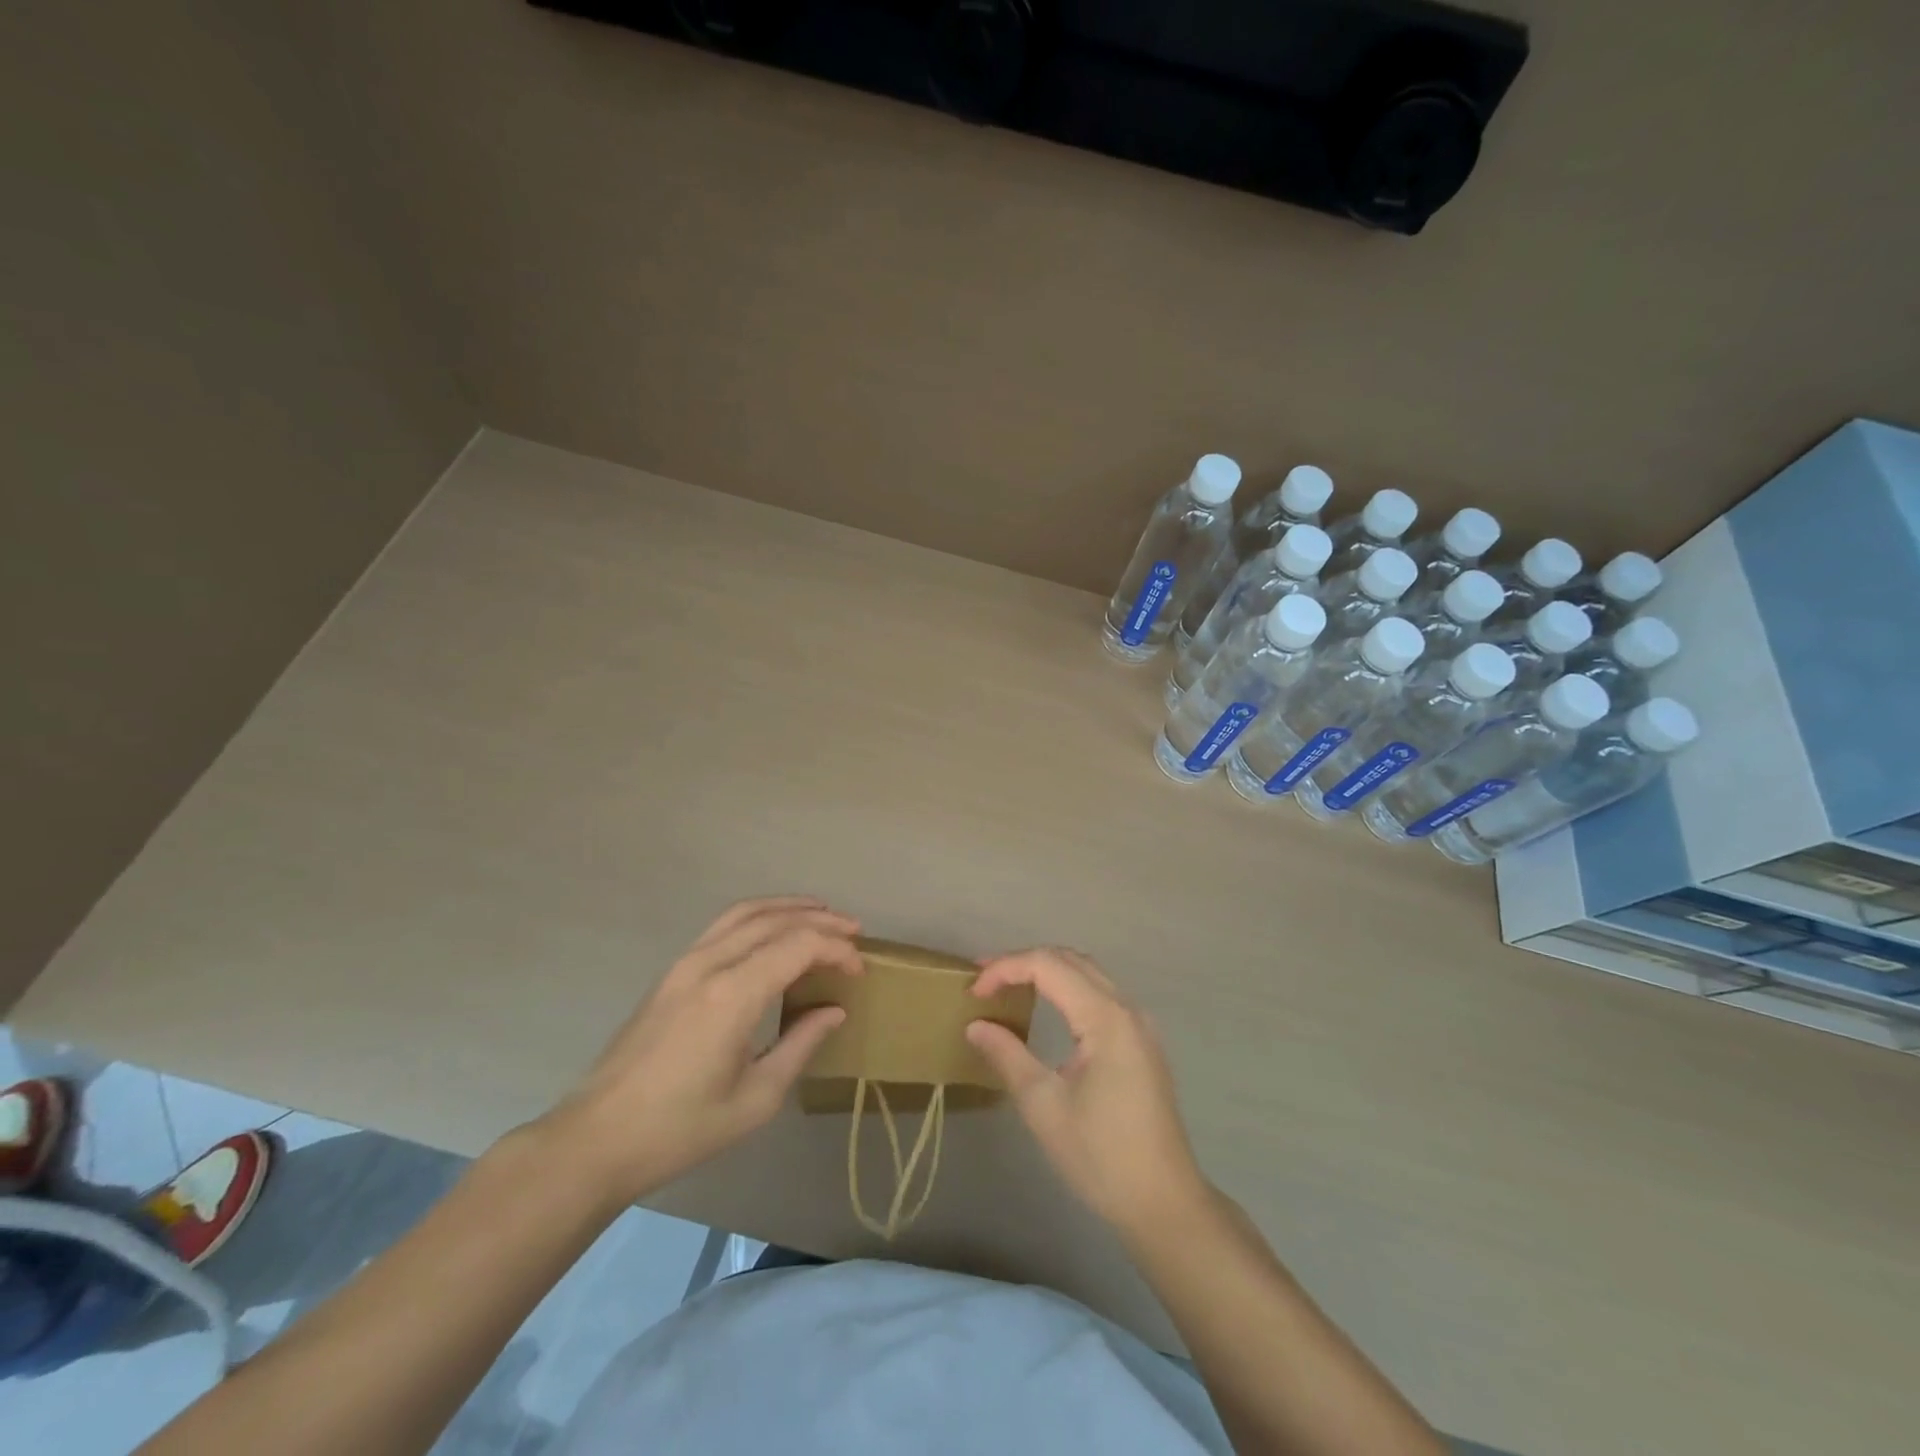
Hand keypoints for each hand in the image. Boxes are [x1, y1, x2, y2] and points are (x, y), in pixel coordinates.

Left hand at [545, 897, 862, 1203]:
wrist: (597, 1139)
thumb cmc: (680, 1129)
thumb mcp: (756, 1099)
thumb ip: (800, 1045)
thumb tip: (834, 1011)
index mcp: (733, 995)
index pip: (798, 946)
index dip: (836, 950)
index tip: (860, 970)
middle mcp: (710, 964)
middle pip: (775, 920)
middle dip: (820, 919)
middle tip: (854, 931)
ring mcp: (685, 963)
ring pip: (745, 912)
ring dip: (788, 908)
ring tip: (821, 913)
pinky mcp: (672, 972)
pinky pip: (724, 925)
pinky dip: (758, 916)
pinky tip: (773, 930)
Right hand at [966, 947, 1204, 1236]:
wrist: (1164, 1203)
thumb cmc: (1101, 1156)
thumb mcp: (1044, 1106)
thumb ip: (1007, 1056)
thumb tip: (976, 1024)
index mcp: (1106, 1017)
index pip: (1048, 965)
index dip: (1005, 968)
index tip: (972, 992)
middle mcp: (1127, 1008)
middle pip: (1070, 960)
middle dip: (1023, 961)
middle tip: (983, 980)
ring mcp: (1139, 1024)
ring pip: (1087, 973)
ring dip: (1046, 970)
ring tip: (1006, 986)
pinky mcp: (1141, 1041)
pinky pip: (1099, 994)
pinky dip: (1066, 987)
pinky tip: (1044, 1005)